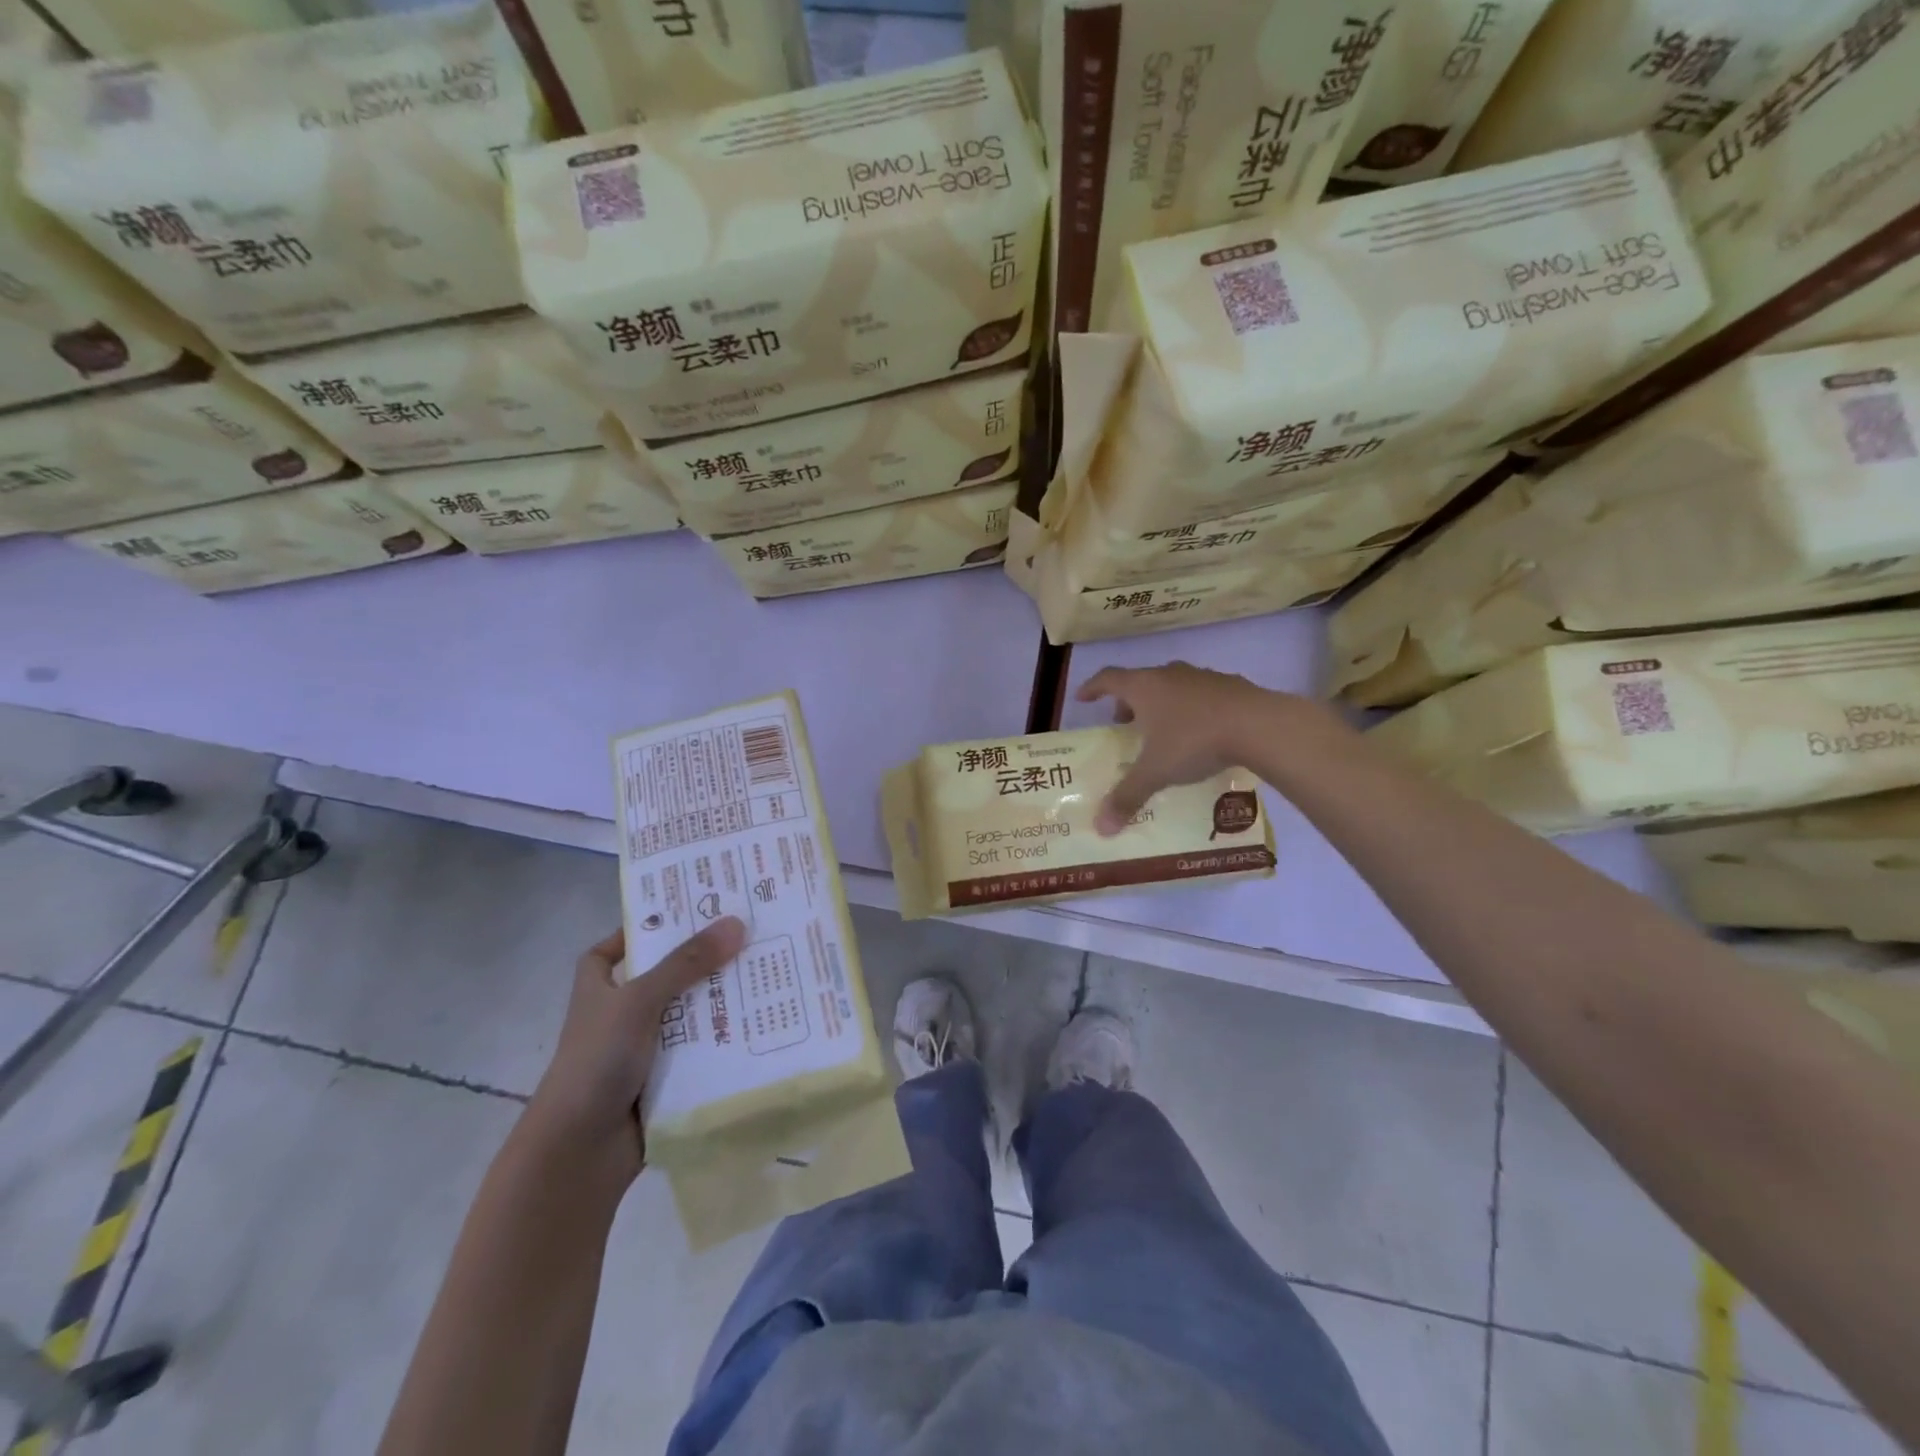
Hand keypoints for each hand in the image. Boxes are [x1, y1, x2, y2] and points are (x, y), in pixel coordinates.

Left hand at [525, 917, 746, 1185]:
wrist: (578, 1152)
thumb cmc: (596, 1062)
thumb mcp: (639, 1000)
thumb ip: (686, 962)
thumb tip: (735, 922)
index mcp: (600, 988)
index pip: (616, 947)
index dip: (646, 929)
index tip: (688, 911)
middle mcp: (621, 1013)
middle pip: (667, 975)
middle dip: (704, 960)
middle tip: (751, 932)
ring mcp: (645, 1048)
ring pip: (690, 1013)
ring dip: (722, 999)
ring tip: (770, 969)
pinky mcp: (667, 1079)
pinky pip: (702, 1049)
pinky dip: (726, 1038)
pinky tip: (764, 1021)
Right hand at [1076, 663, 1327, 833]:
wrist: (1260, 725)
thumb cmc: (1195, 741)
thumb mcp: (1156, 772)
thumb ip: (1128, 796)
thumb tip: (1100, 828)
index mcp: (1144, 687)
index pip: (1108, 678)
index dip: (1092, 688)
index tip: (1082, 698)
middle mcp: (1170, 675)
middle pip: (1140, 682)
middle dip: (1129, 703)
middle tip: (1125, 725)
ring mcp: (1203, 677)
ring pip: (1173, 686)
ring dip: (1162, 704)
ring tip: (1164, 731)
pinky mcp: (1232, 685)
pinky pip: (1202, 695)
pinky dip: (1193, 709)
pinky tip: (1202, 732)